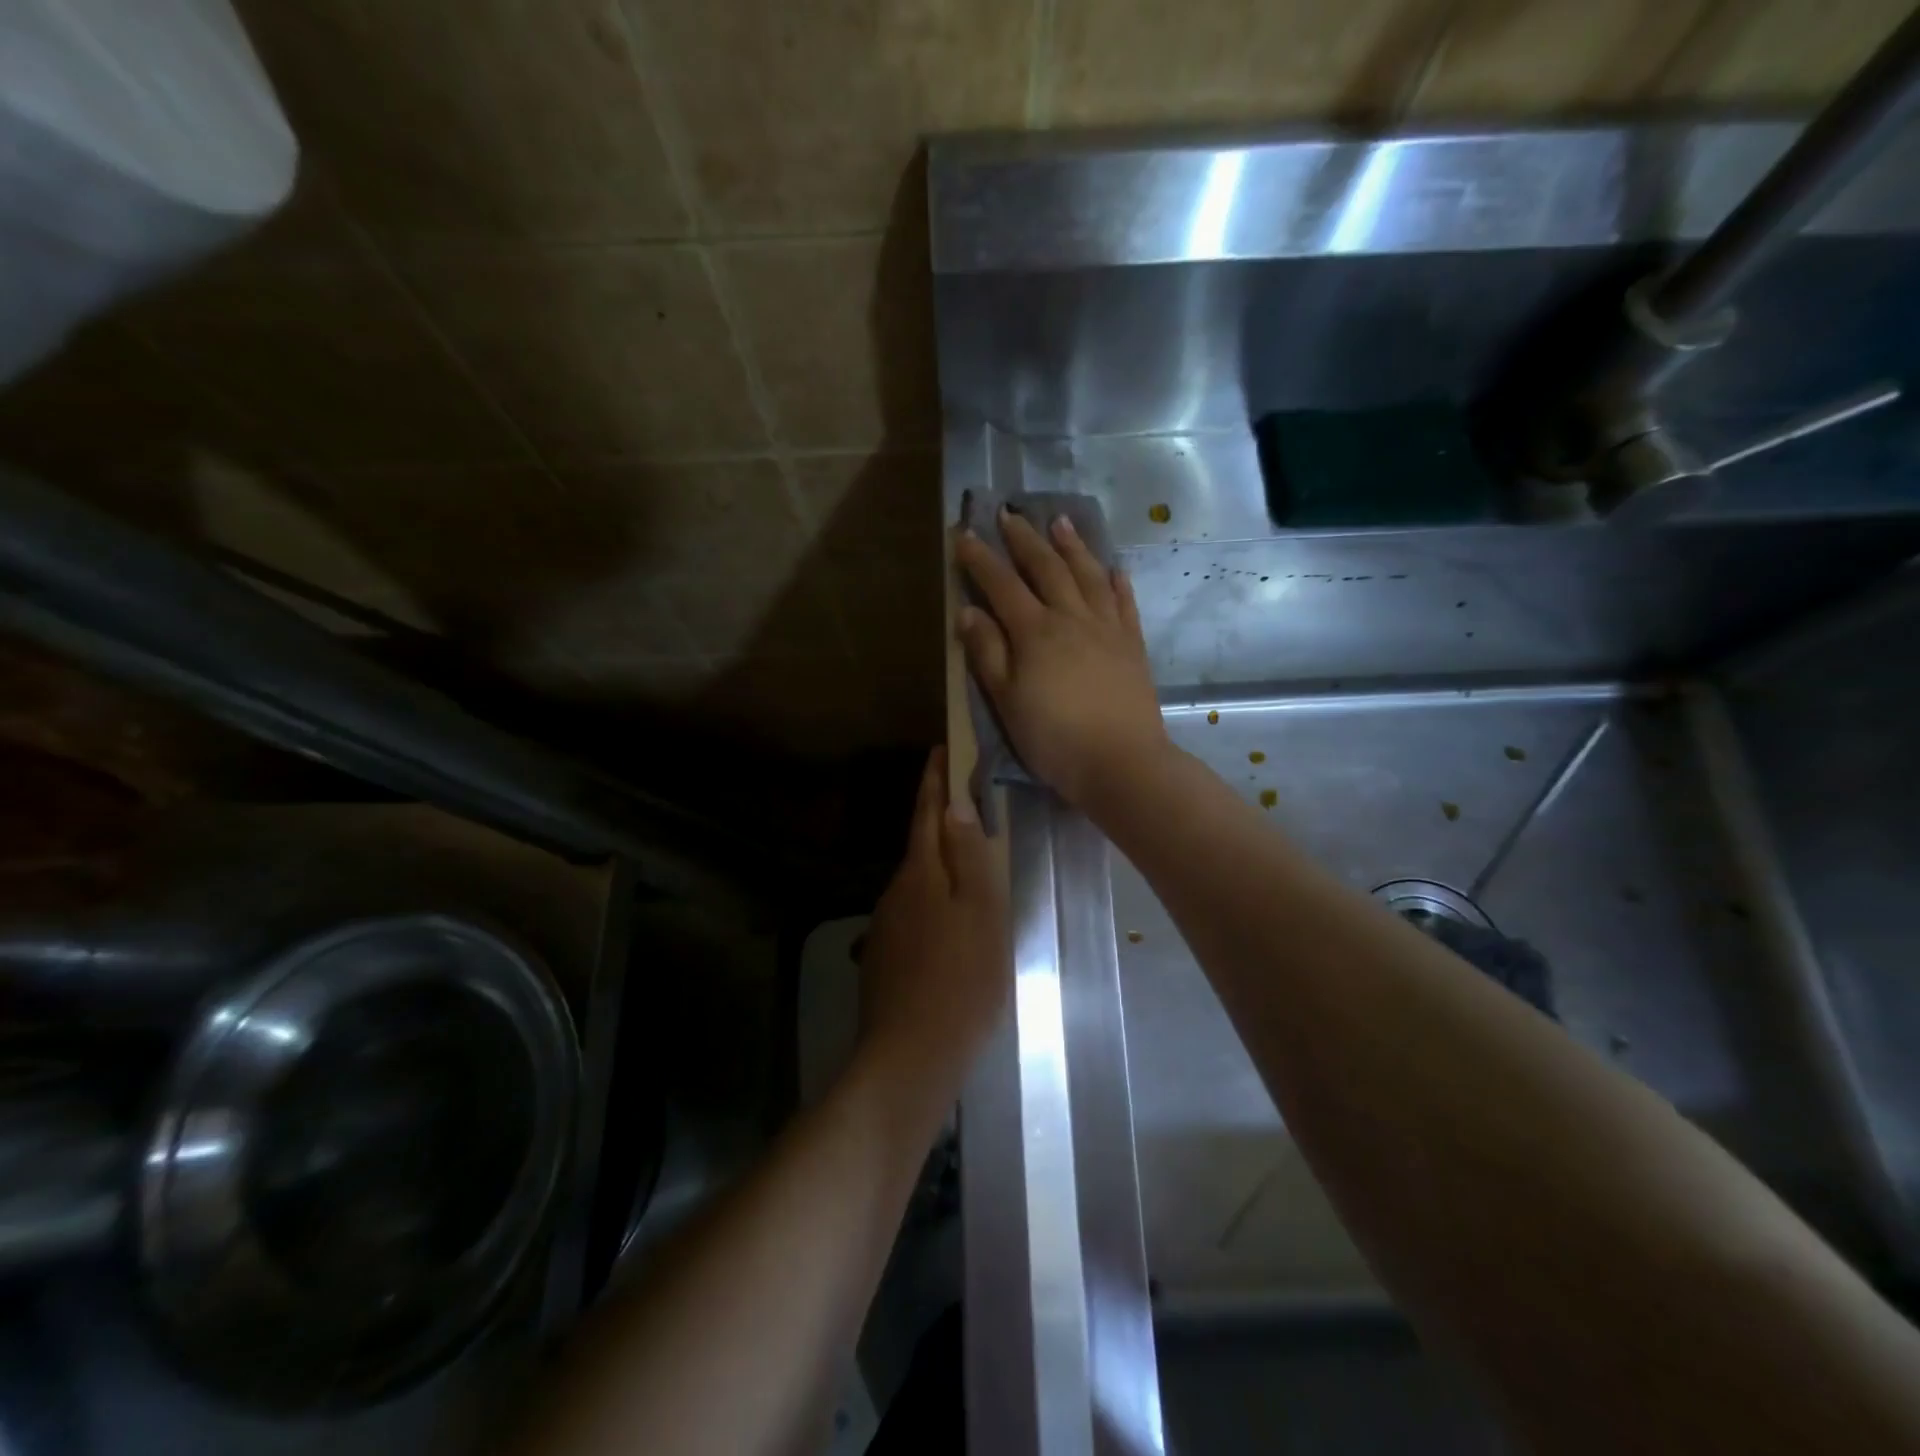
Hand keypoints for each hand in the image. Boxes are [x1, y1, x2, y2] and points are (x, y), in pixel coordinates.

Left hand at [857, 748, 1007, 1108]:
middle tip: (965, 795)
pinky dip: (933, 899)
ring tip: (966, 854)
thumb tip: (956, 803)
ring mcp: (887, 926)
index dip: (935, 780)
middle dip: (937, 816)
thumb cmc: (961, 979)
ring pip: (917, 880)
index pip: (927, 812)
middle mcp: (897, 891)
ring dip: (937, 860)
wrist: (910, 1055)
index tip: (942, 749)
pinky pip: (914, 912)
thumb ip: (970, 856)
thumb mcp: (981, 912)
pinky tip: (949, 918)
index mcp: (921, 873)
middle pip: (920, 844)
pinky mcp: (887, 956)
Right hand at [955, 506, 1169, 812]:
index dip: (981, 559)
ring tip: (1060, 522)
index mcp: (1035, 631)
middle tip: (1010, 513)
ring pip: (1087, 576)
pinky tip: (1113, 569)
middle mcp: (1072, 618)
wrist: (1121, 762)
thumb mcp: (1006, 700)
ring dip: (1072, 547)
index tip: (963, 533)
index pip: (1002, 584)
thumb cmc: (1053, 738)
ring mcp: (1107, 629)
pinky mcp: (1132, 646)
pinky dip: (1116, 582)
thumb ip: (988, 653)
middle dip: (1024, 539)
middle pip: (1046, 568)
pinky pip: (1124, 603)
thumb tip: (969, 611)